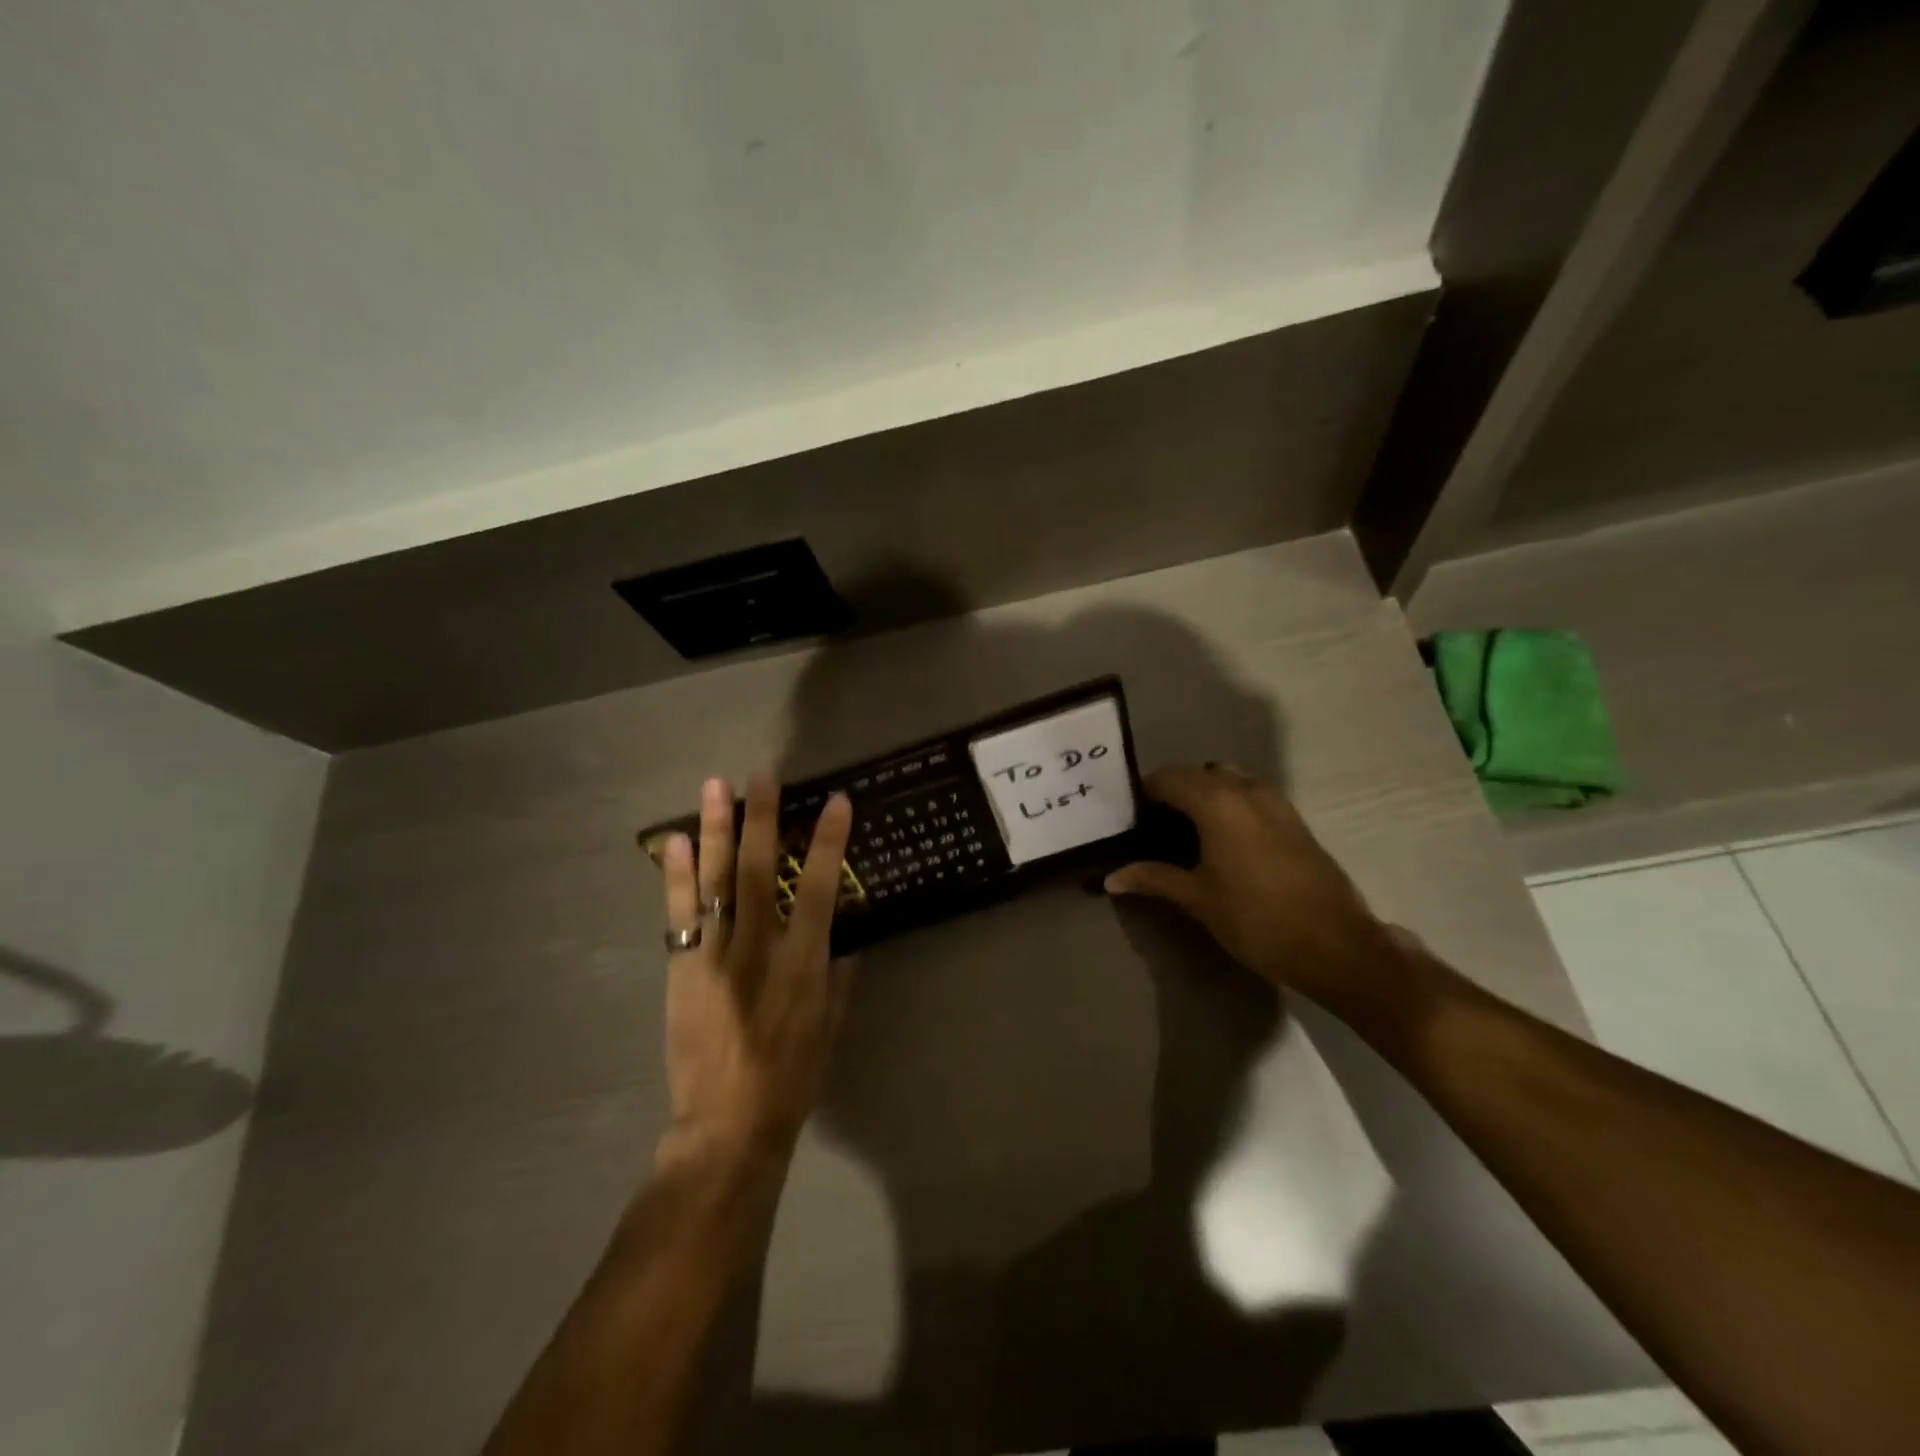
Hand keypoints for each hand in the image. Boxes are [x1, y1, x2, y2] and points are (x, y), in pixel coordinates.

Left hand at [656, 772, 854, 1172]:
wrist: (726, 1123)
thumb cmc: (793, 1076)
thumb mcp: (832, 1025)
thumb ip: (838, 972)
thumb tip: (844, 931)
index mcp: (802, 963)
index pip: (818, 888)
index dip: (827, 842)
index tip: (835, 801)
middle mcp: (757, 948)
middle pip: (757, 869)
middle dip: (761, 817)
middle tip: (761, 773)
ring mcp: (714, 955)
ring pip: (713, 880)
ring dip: (714, 830)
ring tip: (714, 786)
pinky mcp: (682, 968)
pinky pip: (678, 913)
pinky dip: (675, 875)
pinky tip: (672, 841)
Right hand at [1104, 765, 1404, 1011]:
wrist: (1335, 945)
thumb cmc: (1256, 919)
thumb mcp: (1197, 898)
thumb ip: (1153, 878)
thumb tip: (1110, 878)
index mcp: (1217, 801)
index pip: (1167, 779)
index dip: (1143, 793)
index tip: (1127, 817)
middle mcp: (1246, 789)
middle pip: (1197, 774)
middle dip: (1173, 791)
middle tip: (1152, 825)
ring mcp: (1276, 801)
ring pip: (1228, 780)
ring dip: (1204, 794)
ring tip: (1186, 830)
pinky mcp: (1294, 819)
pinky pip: (1251, 795)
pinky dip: (1230, 804)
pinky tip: (1222, 840)